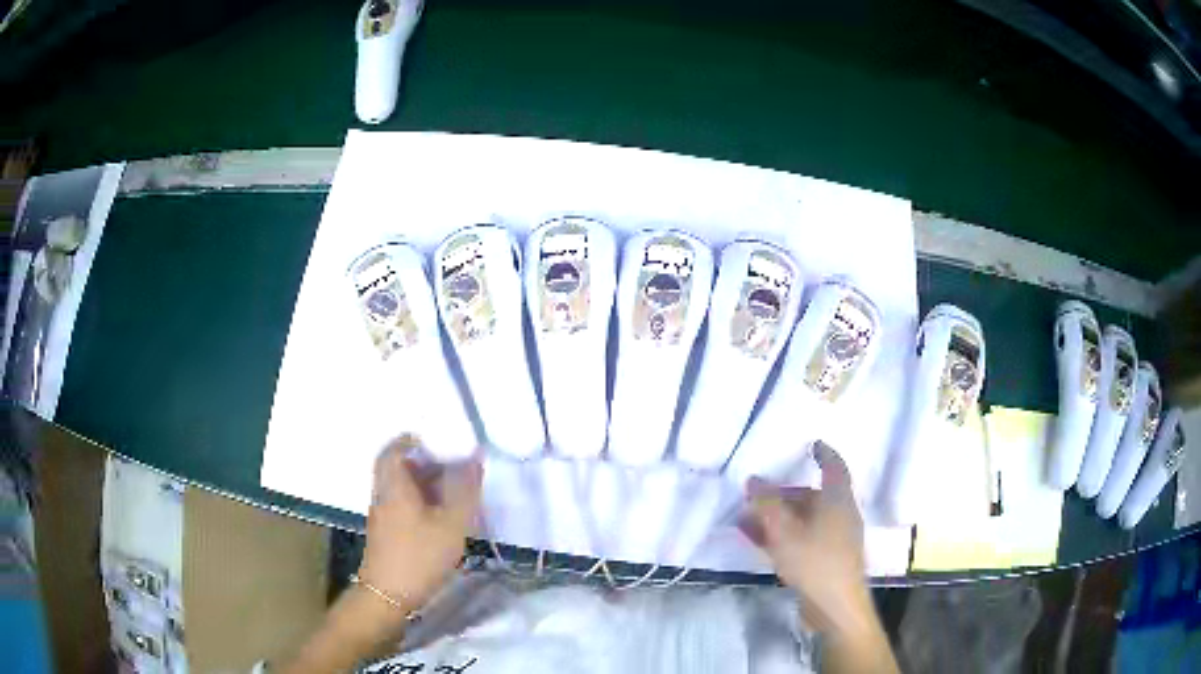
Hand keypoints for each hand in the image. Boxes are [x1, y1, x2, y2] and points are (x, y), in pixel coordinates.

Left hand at [358, 436, 483, 618]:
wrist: (388, 595)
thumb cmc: (419, 555)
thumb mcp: (450, 524)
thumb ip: (464, 491)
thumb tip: (474, 460)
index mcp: (395, 486)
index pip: (394, 450)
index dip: (410, 441)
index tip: (435, 440)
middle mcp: (384, 495)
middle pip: (397, 468)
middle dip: (423, 462)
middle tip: (451, 465)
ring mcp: (382, 516)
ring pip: (400, 488)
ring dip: (423, 484)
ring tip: (452, 491)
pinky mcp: (386, 533)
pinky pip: (401, 505)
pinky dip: (419, 502)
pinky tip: (440, 517)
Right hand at [743, 441, 874, 638]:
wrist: (835, 606)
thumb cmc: (814, 560)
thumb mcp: (784, 530)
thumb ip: (766, 504)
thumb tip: (753, 479)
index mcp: (838, 499)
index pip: (834, 467)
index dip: (824, 454)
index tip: (812, 444)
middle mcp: (840, 514)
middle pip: (812, 496)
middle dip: (783, 494)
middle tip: (756, 496)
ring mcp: (835, 539)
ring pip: (805, 520)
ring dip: (778, 517)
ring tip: (748, 521)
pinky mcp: (828, 560)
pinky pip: (803, 538)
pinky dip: (783, 535)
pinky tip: (759, 542)